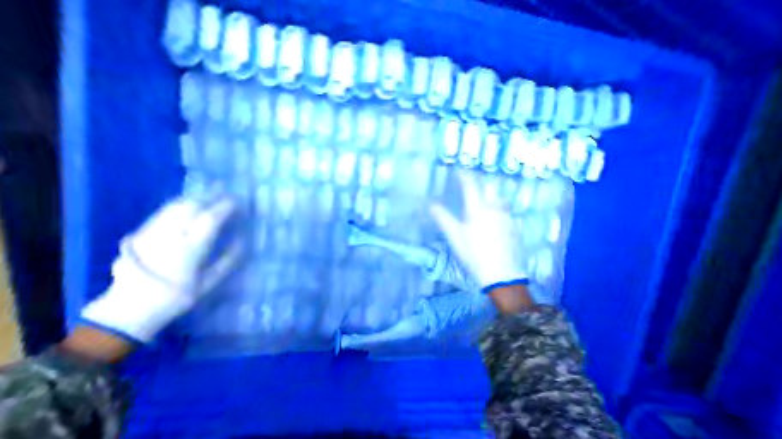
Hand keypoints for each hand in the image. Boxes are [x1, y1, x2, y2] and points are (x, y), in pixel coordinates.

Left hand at [81, 190, 241, 343]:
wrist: (129, 307)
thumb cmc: (174, 298)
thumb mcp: (206, 285)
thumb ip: (226, 262)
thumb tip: (242, 241)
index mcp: (190, 248)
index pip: (210, 219)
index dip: (224, 207)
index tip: (237, 202)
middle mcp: (171, 235)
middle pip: (192, 206)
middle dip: (210, 196)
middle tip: (225, 191)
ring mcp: (154, 231)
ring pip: (176, 205)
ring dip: (195, 197)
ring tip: (209, 194)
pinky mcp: (142, 232)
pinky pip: (164, 211)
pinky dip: (179, 204)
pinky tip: (187, 204)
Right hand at [430, 171, 527, 290]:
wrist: (502, 273)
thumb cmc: (474, 253)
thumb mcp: (454, 236)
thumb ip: (442, 217)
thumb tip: (430, 204)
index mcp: (478, 208)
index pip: (471, 185)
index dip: (465, 176)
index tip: (460, 171)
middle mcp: (494, 208)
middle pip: (490, 187)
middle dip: (482, 183)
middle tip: (473, 185)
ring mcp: (507, 217)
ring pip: (501, 199)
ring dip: (493, 196)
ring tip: (485, 201)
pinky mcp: (515, 228)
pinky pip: (507, 212)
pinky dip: (500, 210)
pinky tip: (496, 219)